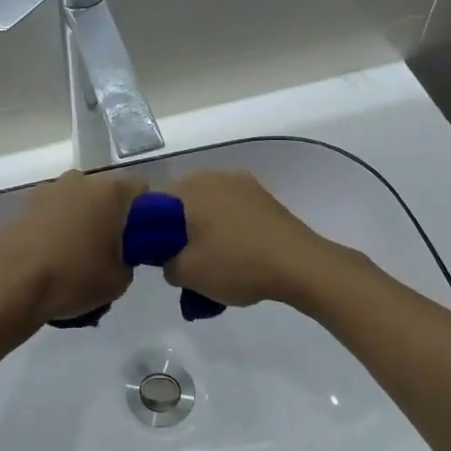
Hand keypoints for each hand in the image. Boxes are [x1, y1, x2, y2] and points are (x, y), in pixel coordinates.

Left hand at [0, 171, 140, 326]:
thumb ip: (130, 260)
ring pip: (78, 203)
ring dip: (83, 223)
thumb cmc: (74, 276)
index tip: (140, 242)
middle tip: (110, 253)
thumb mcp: (120, 280)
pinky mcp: (25, 205)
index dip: (147, 217)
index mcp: (111, 190)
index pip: (143, 191)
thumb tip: (119, 254)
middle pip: (107, 195)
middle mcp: (81, 180)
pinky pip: (54, 214)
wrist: (10, 283)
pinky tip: (53, 258)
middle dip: (112, 218)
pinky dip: (58, 229)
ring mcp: (49, 189)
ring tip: (77, 259)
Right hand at [163, 171, 327, 307]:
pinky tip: (237, 255)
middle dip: (179, 231)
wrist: (300, 265)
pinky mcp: (265, 197)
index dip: (149, 232)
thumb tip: (169, 258)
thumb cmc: (236, 264)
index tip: (158, 256)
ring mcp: (243, 183)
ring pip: (209, 207)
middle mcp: (214, 176)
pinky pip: (233, 211)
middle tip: (184, 262)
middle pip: (183, 203)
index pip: (152, 205)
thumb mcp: (187, 274)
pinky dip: (228, 229)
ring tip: (213, 263)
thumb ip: (165, 264)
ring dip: (205, 230)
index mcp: (190, 187)